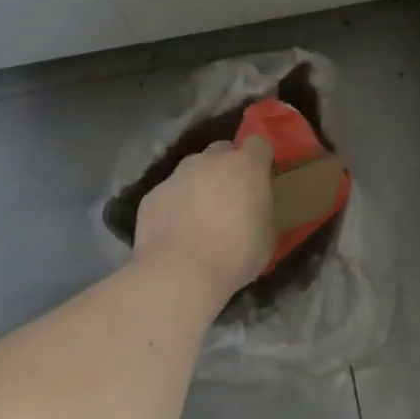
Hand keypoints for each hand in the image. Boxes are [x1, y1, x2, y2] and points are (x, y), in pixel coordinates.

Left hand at [133, 138, 276, 302]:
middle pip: (221, 151)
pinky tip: (175, 233)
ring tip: (199, 218)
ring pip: (192, 171)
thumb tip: (254, 212)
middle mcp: (210, 161)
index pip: (258, 144)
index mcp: (246, 167)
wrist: (180, 274)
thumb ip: (261, 212)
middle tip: (229, 197)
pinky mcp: (152, 195)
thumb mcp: (267, 237)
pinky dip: (174, 207)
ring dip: (198, 186)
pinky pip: (169, 194)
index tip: (259, 177)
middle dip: (226, 168)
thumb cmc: (235, 255)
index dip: (259, 159)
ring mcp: (178, 175)